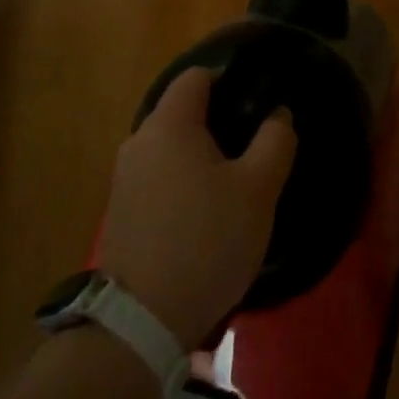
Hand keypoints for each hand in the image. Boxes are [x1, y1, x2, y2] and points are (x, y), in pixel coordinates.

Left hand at [97, 68, 297, 348]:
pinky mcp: (121, 210)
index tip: (257, 103)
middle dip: (218, 121)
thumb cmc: (207, 241)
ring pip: (170, 146)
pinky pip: (158, 176)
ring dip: (200, 155)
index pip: (197, 76)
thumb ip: (275, 140)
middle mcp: (139, 140)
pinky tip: (204, 214)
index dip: (229, 80)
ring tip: (234, 184)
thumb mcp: (258, 190)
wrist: (141, 321)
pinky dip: (182, 181)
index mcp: (169, 124)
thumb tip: (277, 113)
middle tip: (253, 148)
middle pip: (182, 110)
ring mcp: (124, 177)